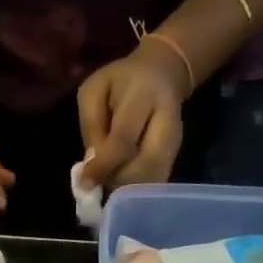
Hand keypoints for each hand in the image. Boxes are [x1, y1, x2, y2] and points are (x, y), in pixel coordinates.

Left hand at [77, 37, 190, 191]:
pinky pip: (157, 180)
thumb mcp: (94, 90)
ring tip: (110, 183)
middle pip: (147, 165)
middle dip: (119, 181)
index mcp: (143, 95)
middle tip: (100, 184)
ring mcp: (176, 140)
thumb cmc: (120, 82)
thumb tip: (92, 165)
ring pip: (155, 178)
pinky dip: (138, 190)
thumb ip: (91, 125)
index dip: (103, 165)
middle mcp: (167, 119)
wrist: (162, 72)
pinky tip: (123, 185)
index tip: (85, 183)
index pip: (123, 139)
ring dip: (129, 189)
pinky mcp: (177, 154)